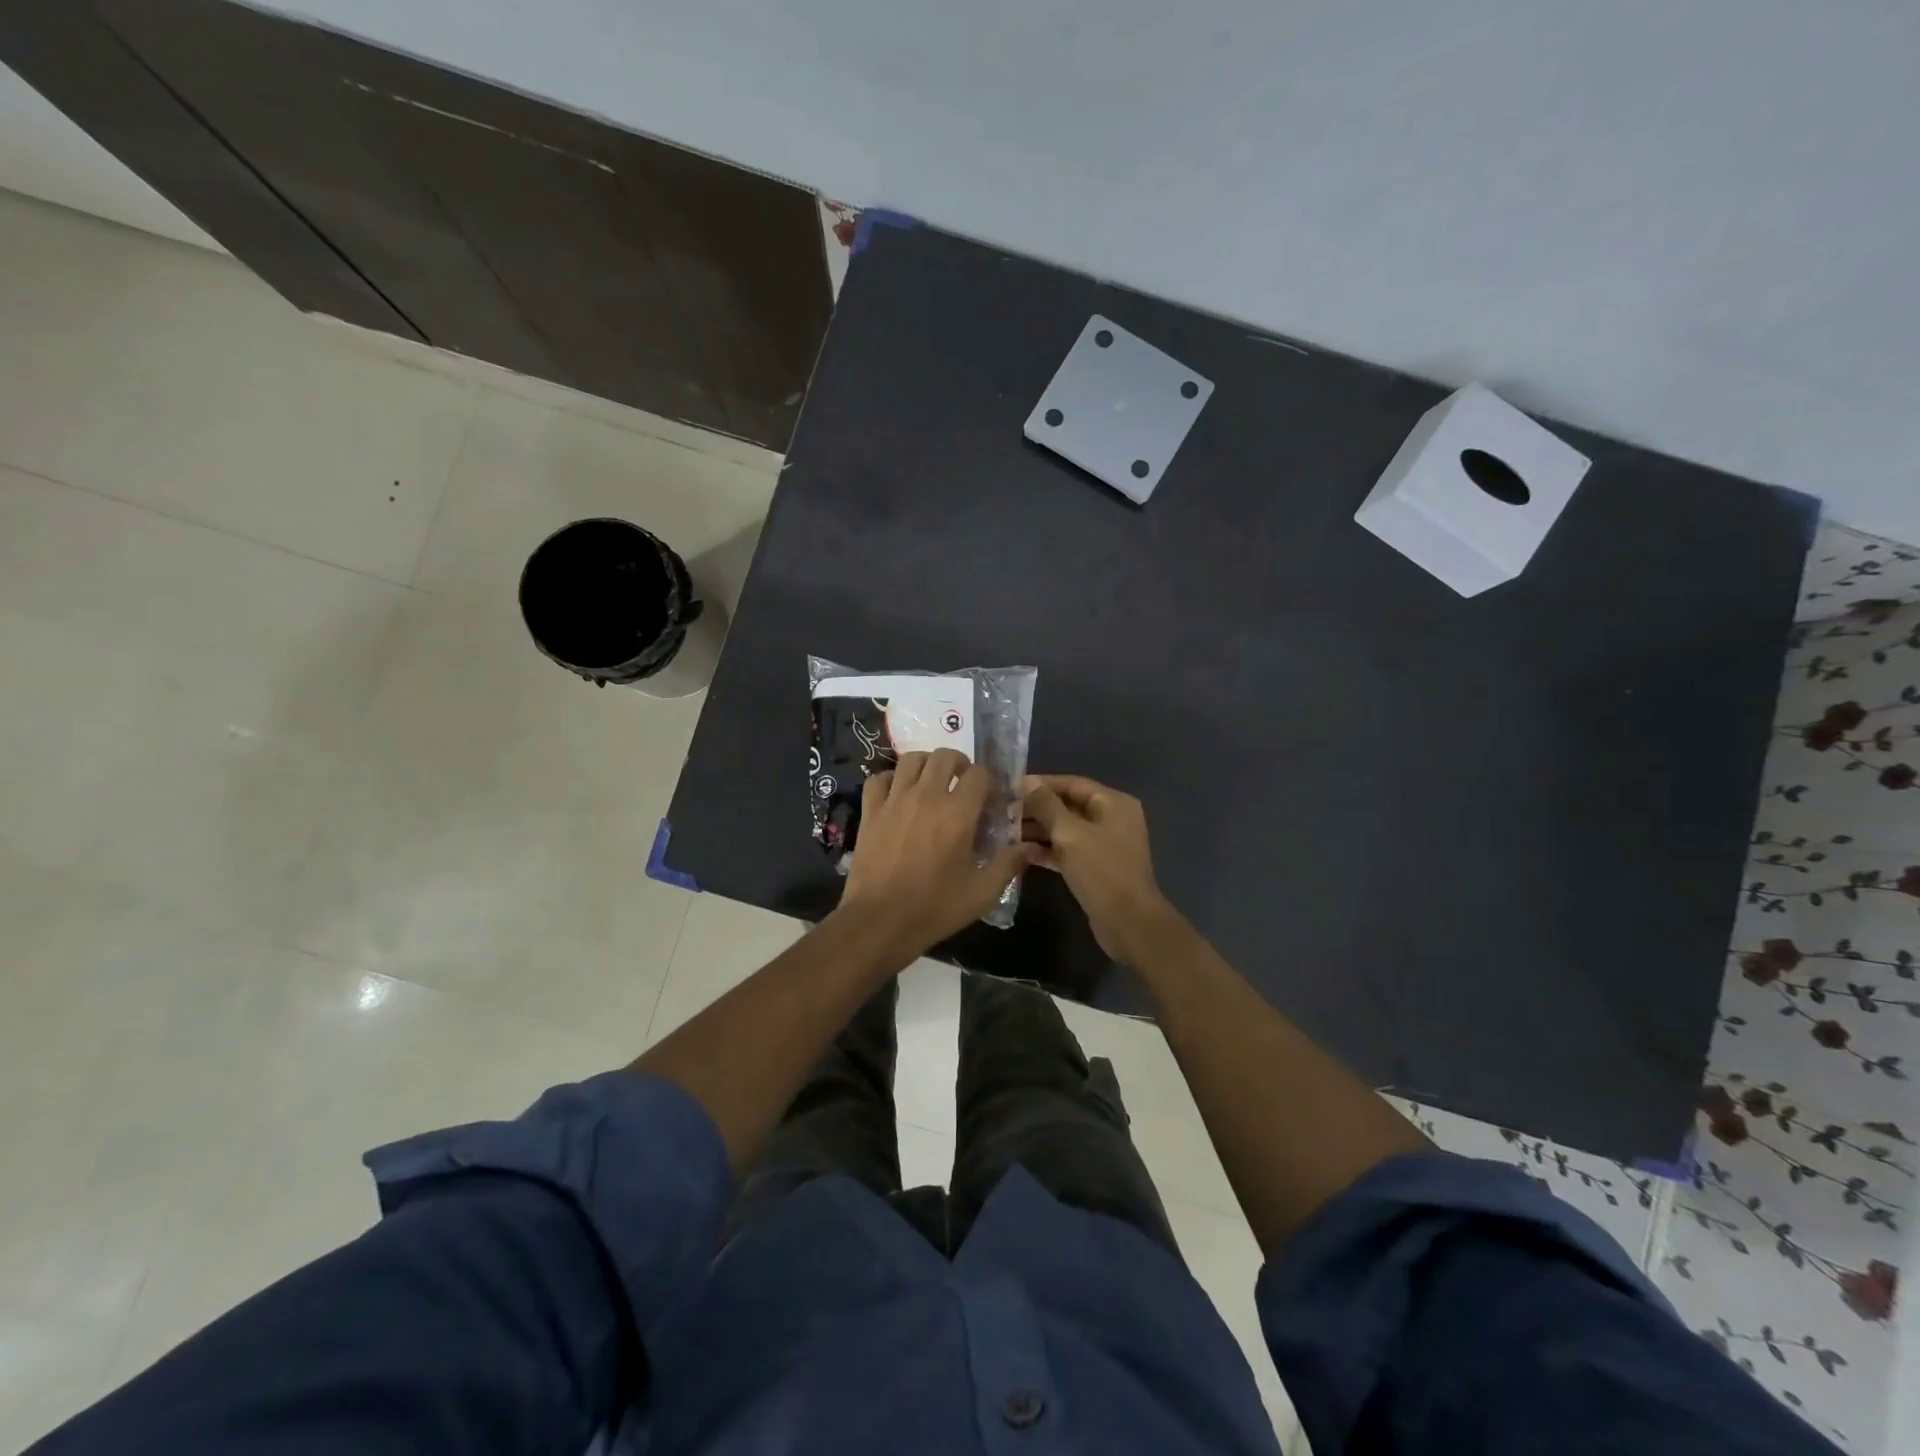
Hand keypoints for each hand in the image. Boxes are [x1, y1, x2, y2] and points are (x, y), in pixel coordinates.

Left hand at [837, 749, 1034, 964]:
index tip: (991, 798)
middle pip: (944, 756)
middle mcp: (926, 796)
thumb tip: (1031, 847)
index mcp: (958, 813)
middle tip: (963, 784)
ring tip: (932, 783)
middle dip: (959, 764)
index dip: (990, 780)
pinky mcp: (870, 811)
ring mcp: (894, 800)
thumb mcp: (982, 892)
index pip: (980, 773)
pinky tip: (898, 794)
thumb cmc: (935, 907)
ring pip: (911, 760)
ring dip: (926, 765)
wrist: (879, 921)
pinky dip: (890, 779)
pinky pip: (878, 778)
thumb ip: (1008, 864)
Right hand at [1020, 774, 1174, 961]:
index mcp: (1113, 803)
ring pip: (1066, 830)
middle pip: (1068, 806)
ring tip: (1005, 831)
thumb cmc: (1101, 870)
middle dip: (1037, 809)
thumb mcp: (1070, 833)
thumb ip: (1046, 805)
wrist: (1127, 921)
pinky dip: (1047, 850)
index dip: (1041, 784)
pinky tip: (1020, 852)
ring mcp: (1104, 845)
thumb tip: (1026, 781)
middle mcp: (1112, 819)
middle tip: (1003, 811)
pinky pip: (1068, 850)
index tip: (1011, 788)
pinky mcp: (1096, 867)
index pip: (1072, 783)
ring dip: (1038, 830)